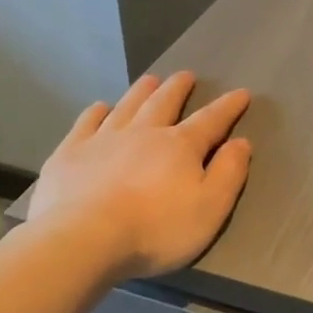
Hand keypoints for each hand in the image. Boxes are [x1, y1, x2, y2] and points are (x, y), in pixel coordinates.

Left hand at [26, 72, 251, 278]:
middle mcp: (143, 133)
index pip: (210, 120)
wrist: (86, 237)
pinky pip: (87, 123)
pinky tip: (100, 108)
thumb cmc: (157, 228)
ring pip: (127, 106)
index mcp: (180, 146)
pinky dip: (96, 112)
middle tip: (186, 75)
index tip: (241, 93)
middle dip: (178, 88)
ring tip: (150, 79)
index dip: (228, 107)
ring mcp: (103, 139)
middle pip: (164, 103)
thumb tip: (241, 143)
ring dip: (141, 91)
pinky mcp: (71, 153)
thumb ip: (229, 173)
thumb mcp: (211, 207)